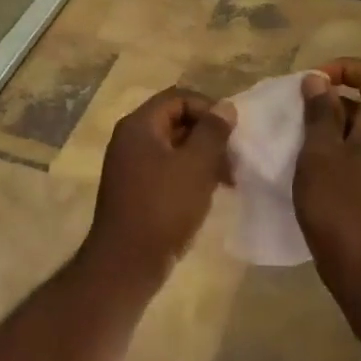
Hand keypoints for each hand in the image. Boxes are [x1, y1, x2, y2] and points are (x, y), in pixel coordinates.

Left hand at [85, 87, 231, 290]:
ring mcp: (130, 166)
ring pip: (174, 147)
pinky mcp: (136, 190)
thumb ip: (213, 132)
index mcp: (139, 125)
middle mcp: (130, 139)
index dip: (208, 108)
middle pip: (175, 120)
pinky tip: (209, 193)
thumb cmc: (163, 207)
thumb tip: (226, 107)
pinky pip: (167, 169)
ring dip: (202, 157)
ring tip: (228, 179)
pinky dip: (189, 174)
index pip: (178, 98)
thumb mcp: (196, 166)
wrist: (126, 263)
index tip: (233, 132)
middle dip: (208, 135)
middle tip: (234, 158)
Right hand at [293, 59, 360, 296]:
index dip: (344, 67)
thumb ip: (319, 113)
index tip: (313, 84)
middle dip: (334, 100)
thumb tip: (318, 81)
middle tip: (299, 116)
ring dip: (336, 127)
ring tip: (303, 145)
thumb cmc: (340, 206)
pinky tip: (319, 172)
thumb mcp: (318, 154)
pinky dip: (344, 150)